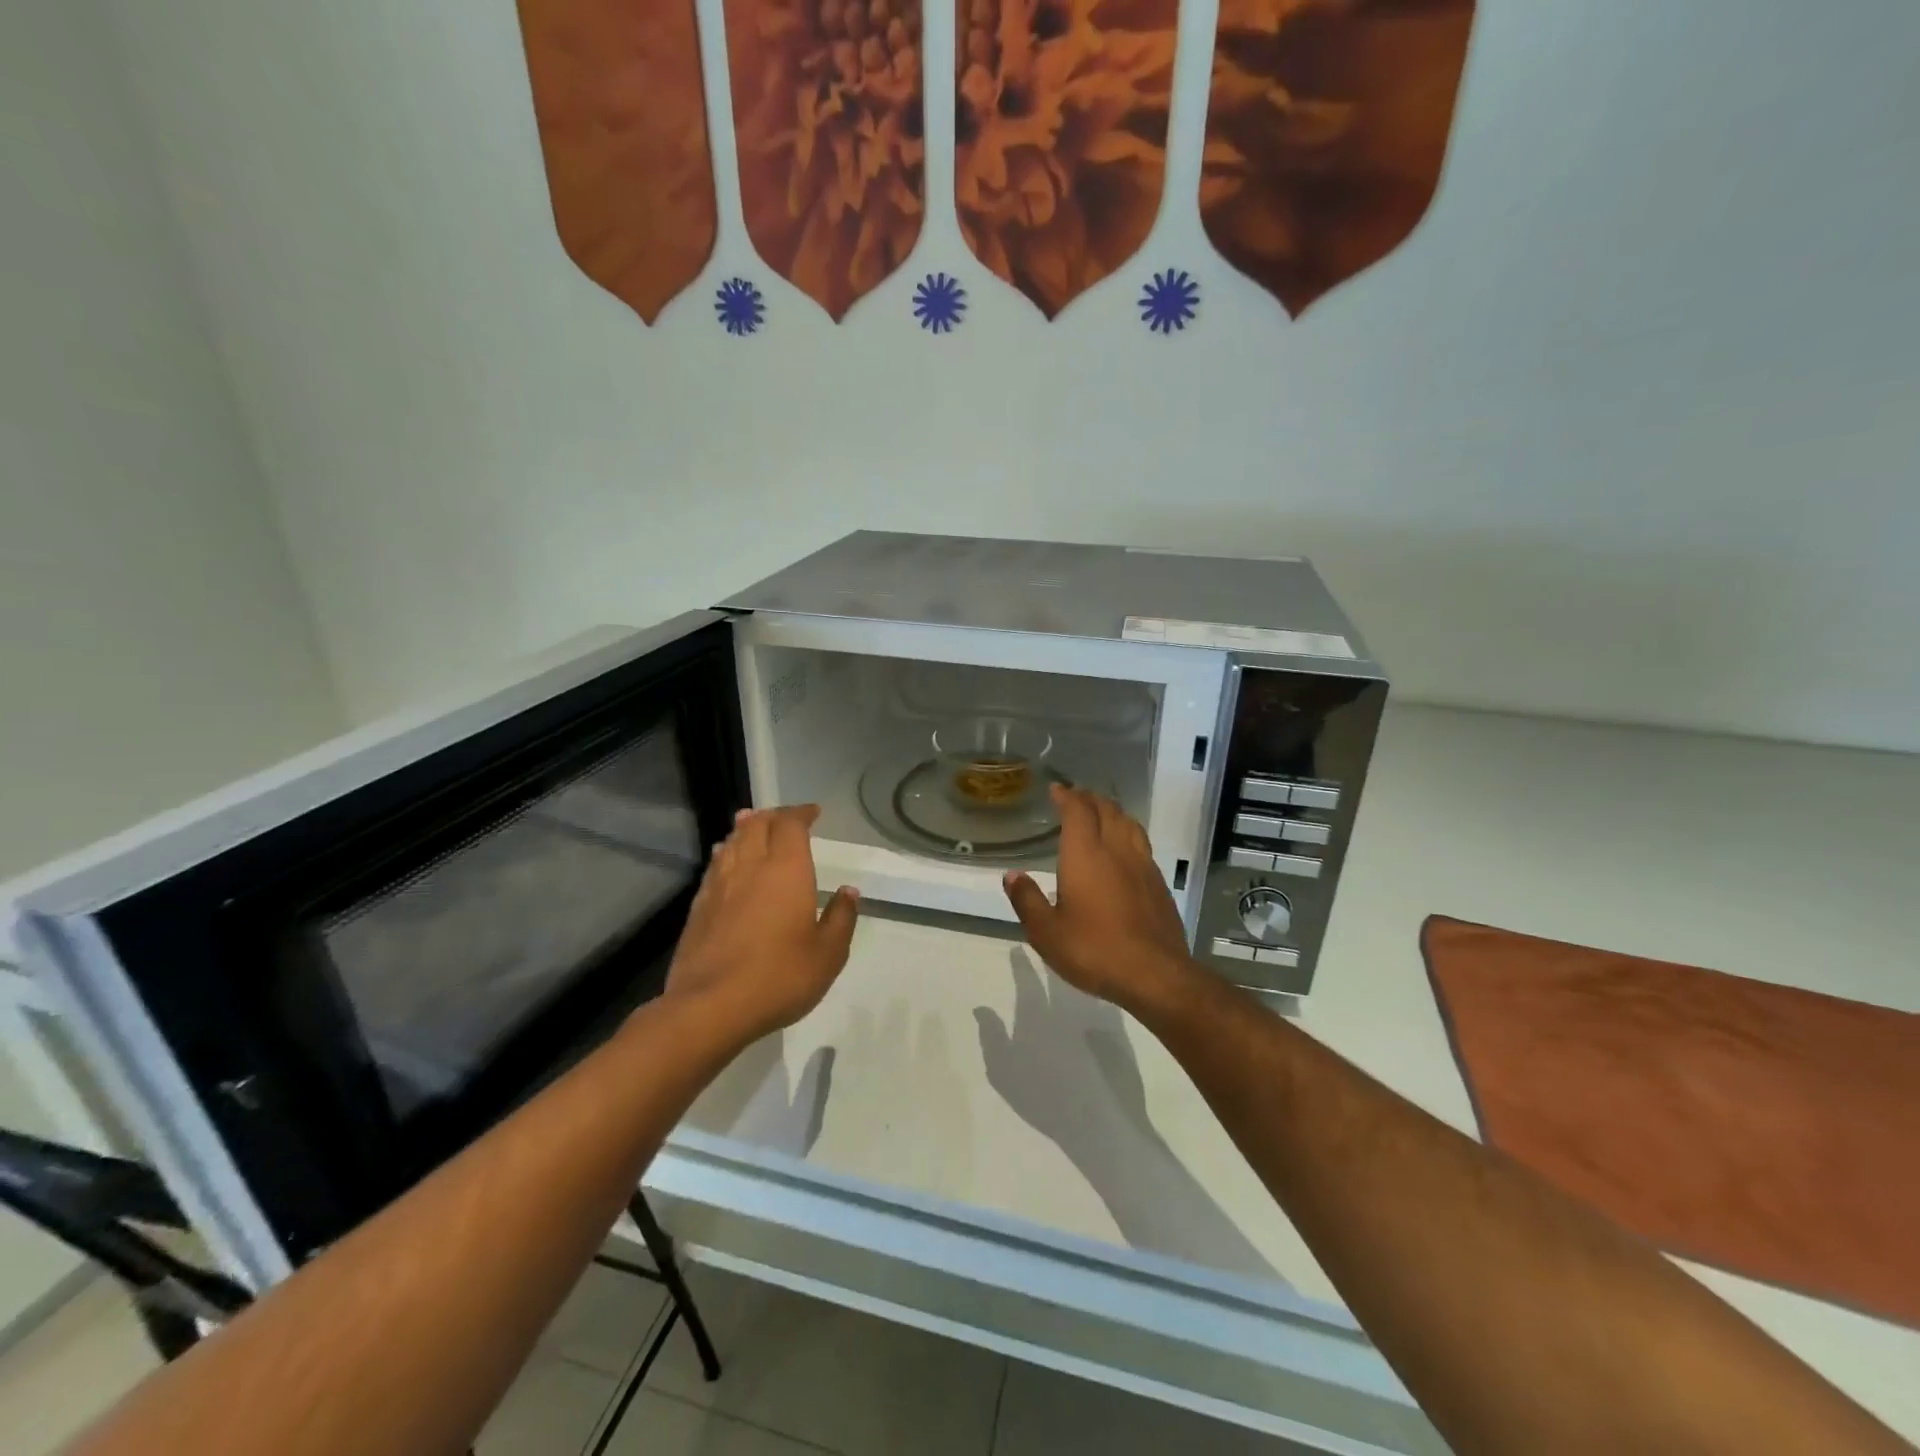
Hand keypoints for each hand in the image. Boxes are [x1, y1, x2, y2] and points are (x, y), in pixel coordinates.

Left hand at [666, 805, 858, 1043]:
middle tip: (786, 820)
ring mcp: (719, 885)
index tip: (813, 812)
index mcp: (786, 870)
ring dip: (746, 829)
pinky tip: (727, 861)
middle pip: (757, 824)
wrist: (710, 1007)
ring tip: (754, 827)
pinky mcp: (698, 907)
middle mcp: (750, 867)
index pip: (790, 824)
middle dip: (773, 816)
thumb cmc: (779, 977)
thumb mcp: (828, 954)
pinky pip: (715, 865)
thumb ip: (841, 918)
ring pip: (732, 841)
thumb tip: (848, 892)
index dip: (801, 813)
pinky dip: (726, 853)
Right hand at [1002, 785, 1195, 1016]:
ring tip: (1102, 814)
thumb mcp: (1046, 932)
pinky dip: (1129, 834)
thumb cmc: (1094, 950)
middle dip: (1090, 799)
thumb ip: (1027, 900)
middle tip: (1077, 798)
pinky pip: (1142, 844)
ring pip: (1129, 824)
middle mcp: (1116, 850)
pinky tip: (1124, 850)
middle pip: (1107, 810)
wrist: (1155, 974)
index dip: (1067, 796)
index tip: (1057, 790)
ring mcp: (1143, 865)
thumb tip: (1012, 875)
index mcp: (1086, 855)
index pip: (1078, 811)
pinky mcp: (1159, 883)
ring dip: (1113, 812)